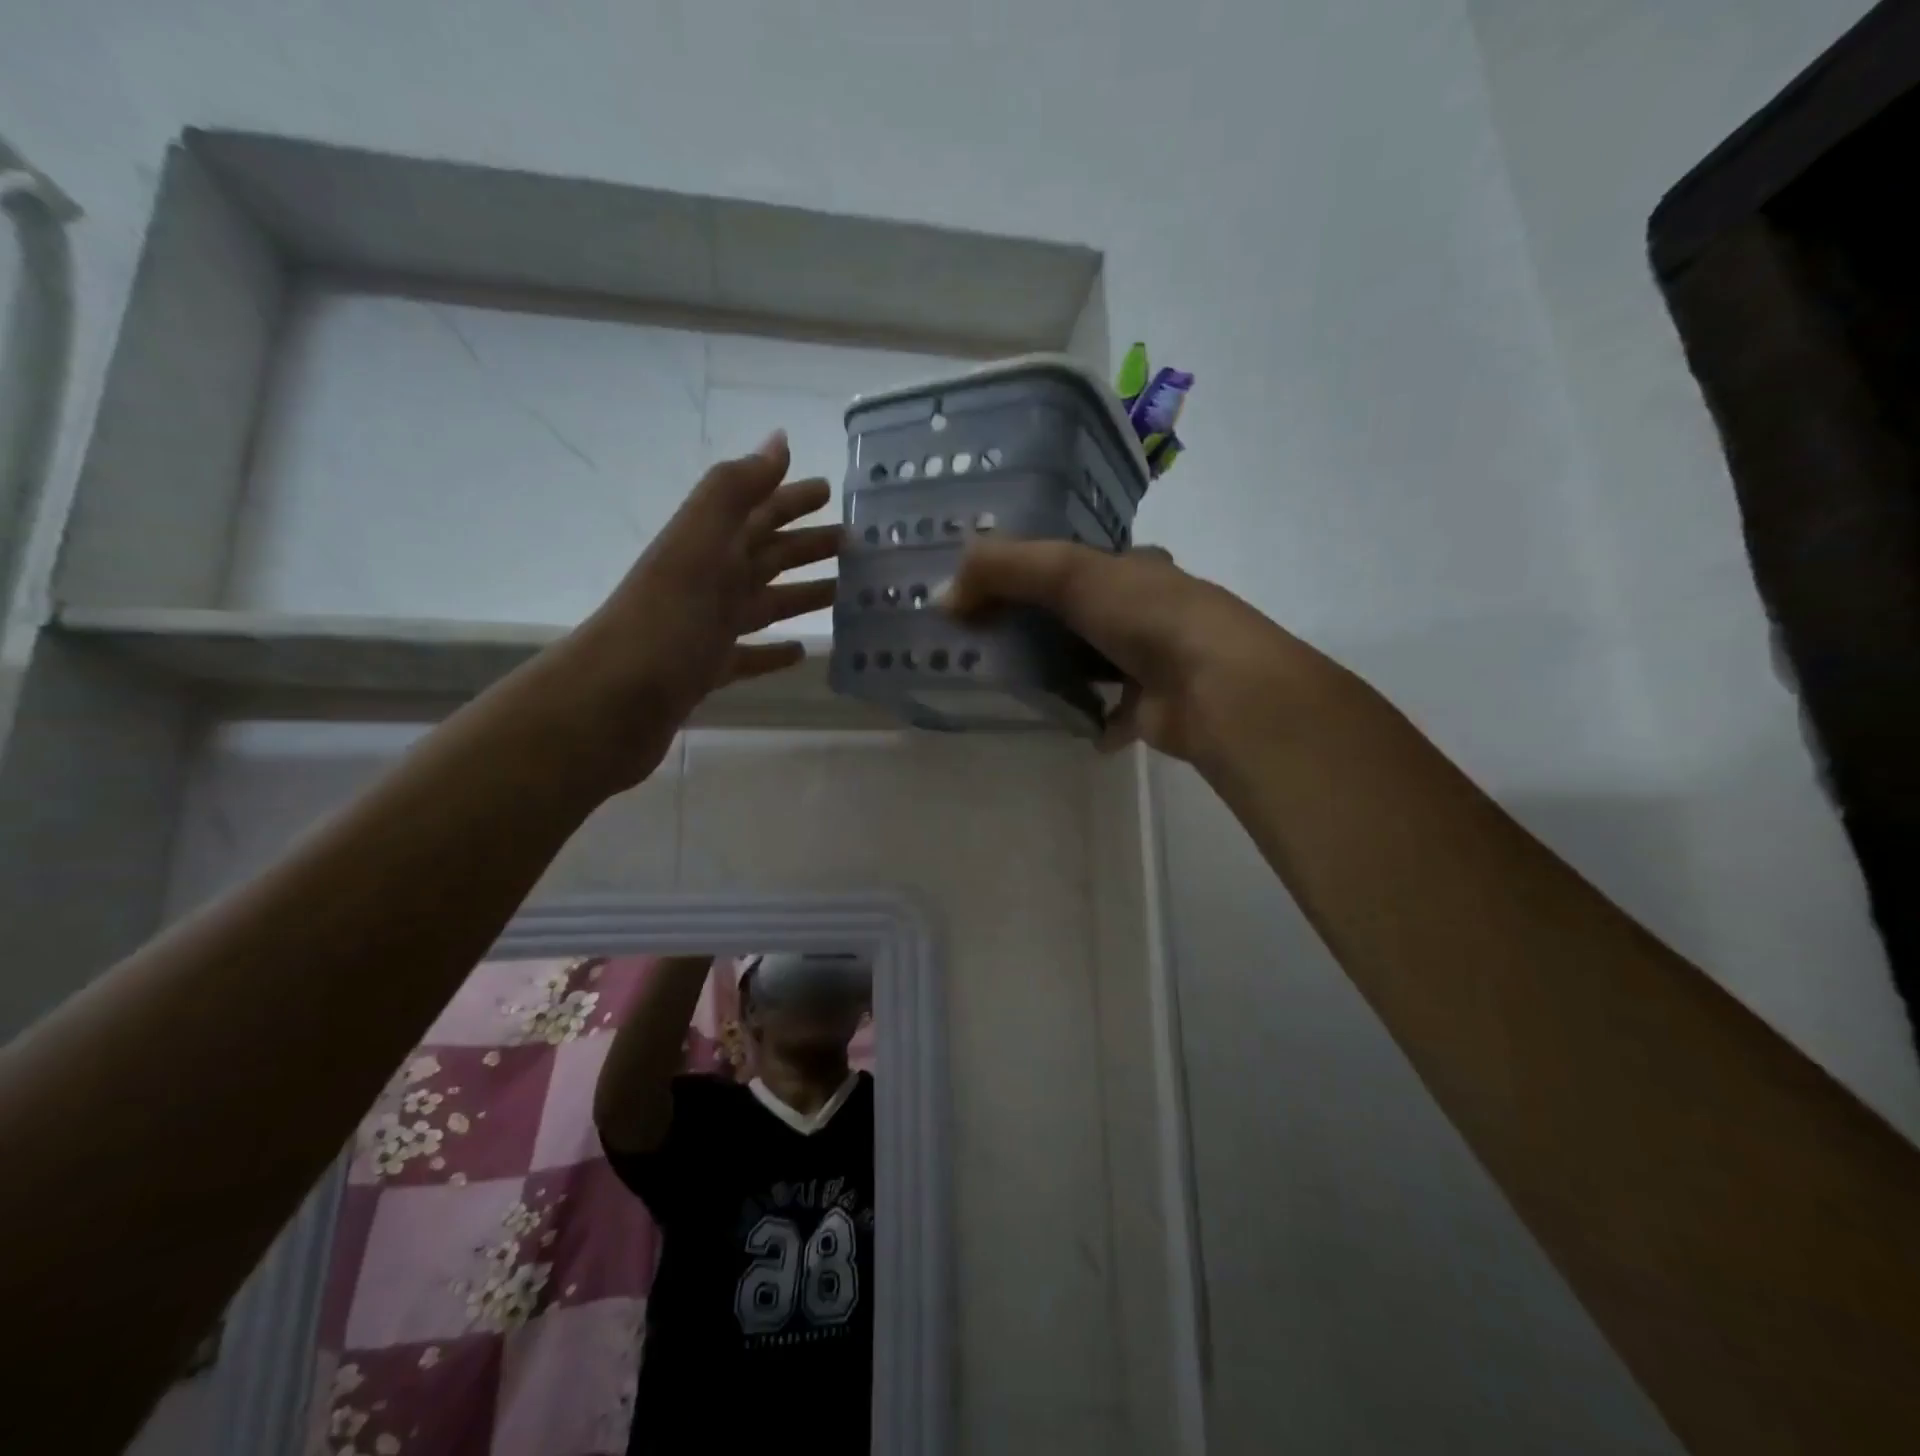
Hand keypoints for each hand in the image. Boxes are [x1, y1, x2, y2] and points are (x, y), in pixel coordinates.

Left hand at [558, 431, 838, 787]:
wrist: (614, 700)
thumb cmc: (666, 618)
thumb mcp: (700, 541)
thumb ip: (736, 489)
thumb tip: (779, 440)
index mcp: (710, 546)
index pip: (759, 511)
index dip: (792, 498)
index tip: (832, 490)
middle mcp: (710, 581)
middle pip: (766, 554)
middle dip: (806, 544)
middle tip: (852, 541)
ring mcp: (707, 628)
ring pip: (764, 603)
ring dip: (800, 595)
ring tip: (841, 593)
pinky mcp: (707, 671)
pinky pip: (749, 656)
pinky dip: (774, 652)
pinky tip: (800, 652)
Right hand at [942, 539, 1308, 762]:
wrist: (1216, 686)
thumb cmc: (1145, 615)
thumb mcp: (1067, 573)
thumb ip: (1002, 570)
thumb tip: (943, 596)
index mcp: (1134, 568)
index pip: (1075, 562)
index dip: (1030, 570)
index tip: (987, 589)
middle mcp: (1148, 610)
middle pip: (1082, 613)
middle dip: (1040, 624)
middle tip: (986, 639)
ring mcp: (1154, 662)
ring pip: (1096, 662)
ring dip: (1062, 670)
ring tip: (1010, 681)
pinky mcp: (1155, 710)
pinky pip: (1113, 713)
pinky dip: (1092, 719)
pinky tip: (1065, 724)